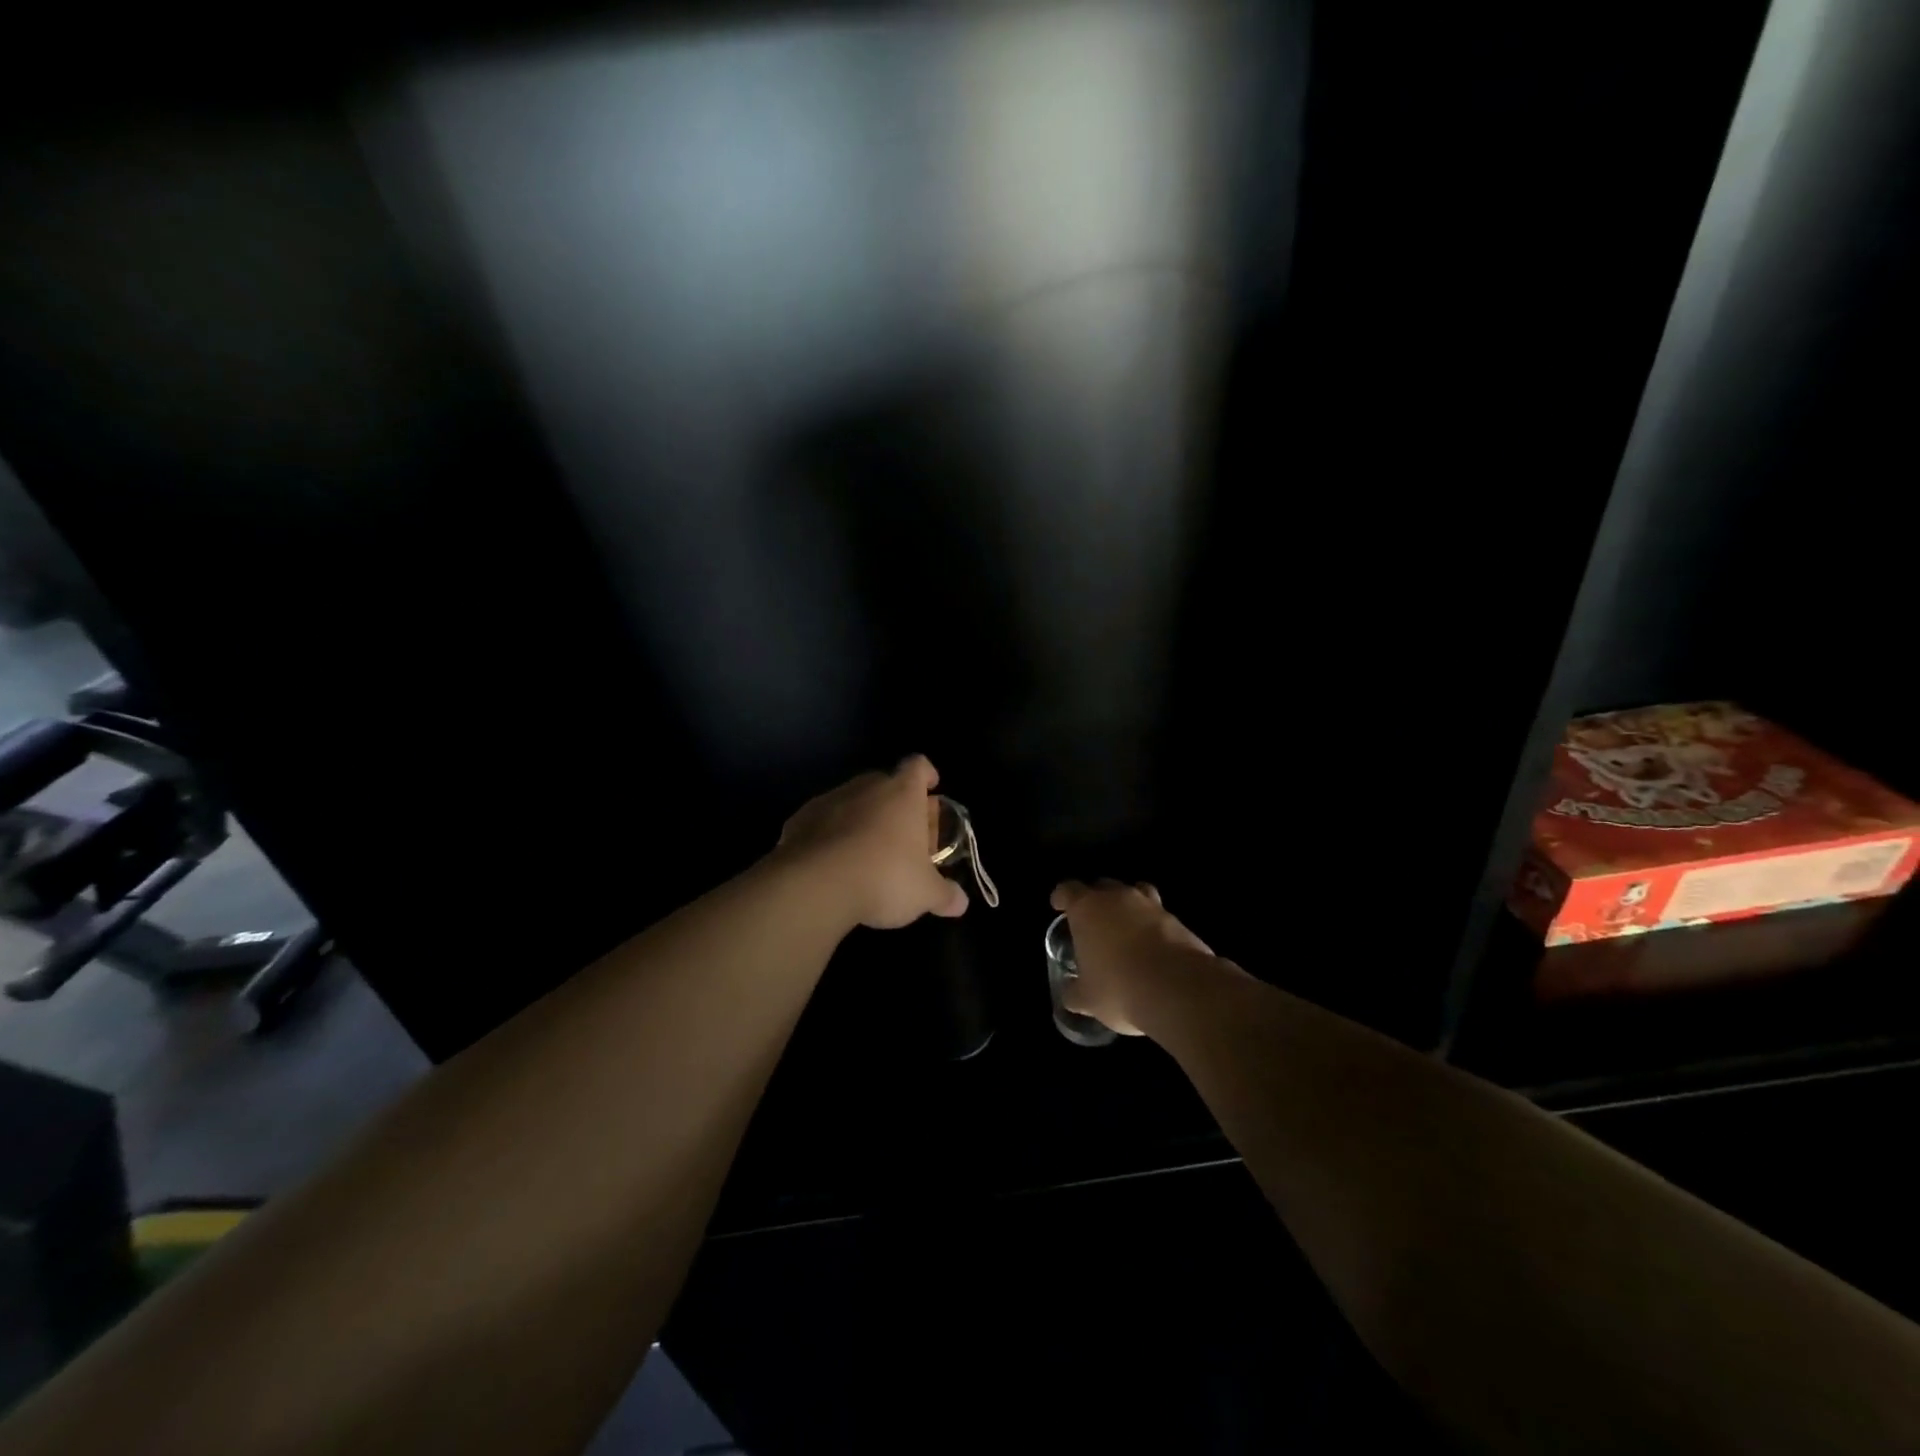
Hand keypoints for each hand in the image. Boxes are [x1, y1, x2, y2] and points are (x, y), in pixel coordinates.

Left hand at [777, 755, 969, 929]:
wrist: (816, 884)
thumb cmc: (884, 877)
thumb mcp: (924, 893)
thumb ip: (945, 895)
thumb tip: (961, 903)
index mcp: (902, 793)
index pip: (918, 766)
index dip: (926, 775)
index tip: (930, 789)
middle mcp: (867, 787)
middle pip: (885, 783)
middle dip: (895, 804)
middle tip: (903, 834)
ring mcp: (830, 800)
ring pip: (852, 801)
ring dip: (861, 818)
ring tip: (867, 852)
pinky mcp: (800, 819)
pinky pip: (823, 821)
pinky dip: (830, 834)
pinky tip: (833, 862)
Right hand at [1050, 879, 1216, 1035]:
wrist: (1178, 990)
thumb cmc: (1119, 988)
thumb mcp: (1087, 998)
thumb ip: (1075, 991)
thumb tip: (1071, 994)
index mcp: (1087, 909)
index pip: (1068, 890)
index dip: (1061, 897)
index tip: (1058, 905)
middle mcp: (1118, 898)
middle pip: (1102, 886)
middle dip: (1095, 900)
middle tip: (1092, 921)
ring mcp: (1151, 906)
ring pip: (1135, 893)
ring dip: (1128, 906)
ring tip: (1126, 928)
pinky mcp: (1178, 920)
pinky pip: (1159, 916)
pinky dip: (1153, 926)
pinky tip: (1152, 949)